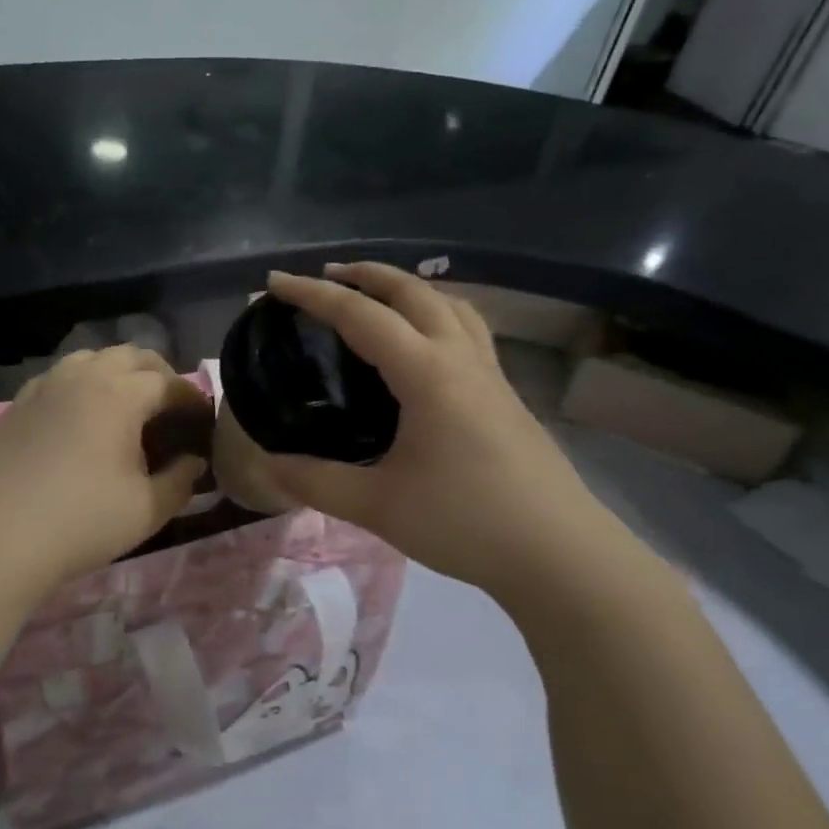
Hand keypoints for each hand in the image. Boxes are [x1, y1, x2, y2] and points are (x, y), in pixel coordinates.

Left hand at [0, 345, 208, 591]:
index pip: (169, 383)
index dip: (192, 398)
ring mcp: (45, 386)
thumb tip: (195, 461)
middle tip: (169, 409)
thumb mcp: (148, 509)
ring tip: (125, 405)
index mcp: (120, 394)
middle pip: (131, 355)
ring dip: (117, 372)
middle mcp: (83, 377)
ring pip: (91, 358)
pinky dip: (81, 384)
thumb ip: (181, 480)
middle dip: (158, 375)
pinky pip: (58, 376)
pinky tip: (80, 416)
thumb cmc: (82, 523)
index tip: (203, 420)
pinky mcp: (18, 403)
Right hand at [262, 264, 618, 593]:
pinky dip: (436, 314)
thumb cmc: (466, 523)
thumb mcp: (379, 506)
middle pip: (413, 291)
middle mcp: (461, 359)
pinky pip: (468, 331)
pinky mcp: (507, 395)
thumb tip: (268, 464)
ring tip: (376, 296)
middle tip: (326, 275)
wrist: (560, 554)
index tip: (275, 282)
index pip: (361, 315)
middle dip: (366, 274)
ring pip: (450, 305)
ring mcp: (491, 374)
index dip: (313, 294)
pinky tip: (425, 346)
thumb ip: (317, 481)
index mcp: (427, 373)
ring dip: (407, 288)